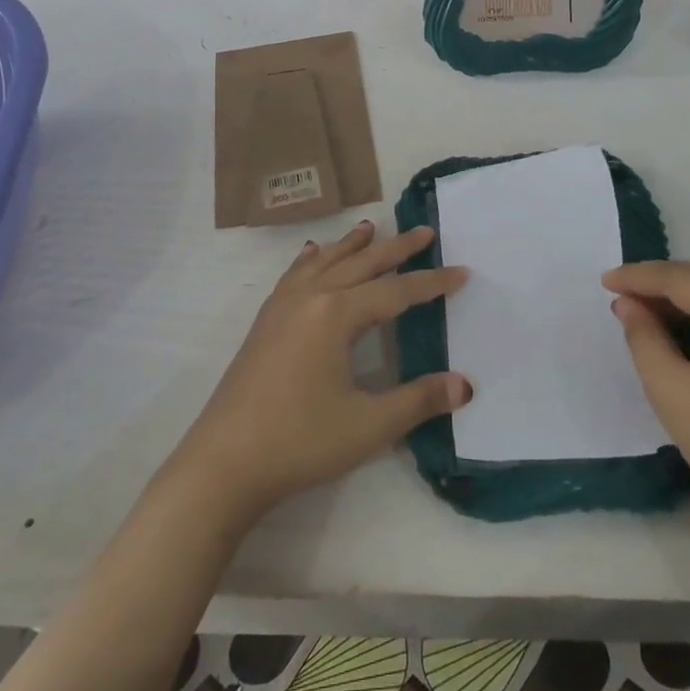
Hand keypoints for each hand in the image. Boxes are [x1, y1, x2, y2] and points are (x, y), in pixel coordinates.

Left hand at [171, 221, 470, 524]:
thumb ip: (418, 400)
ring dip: (351, 245)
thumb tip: (465, 385)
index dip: (431, 283)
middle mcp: (310, 298)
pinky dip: (311, 260)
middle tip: (424, 231)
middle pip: (360, 264)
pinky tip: (311, 255)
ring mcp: (281, 307)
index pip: (395, 292)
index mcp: (336, 314)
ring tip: (371, 227)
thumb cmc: (300, 441)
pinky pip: (294, 276)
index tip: (461, 271)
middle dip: (395, 248)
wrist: (224, 463)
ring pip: (324, 263)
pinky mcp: (264, 322)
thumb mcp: (369, 425)